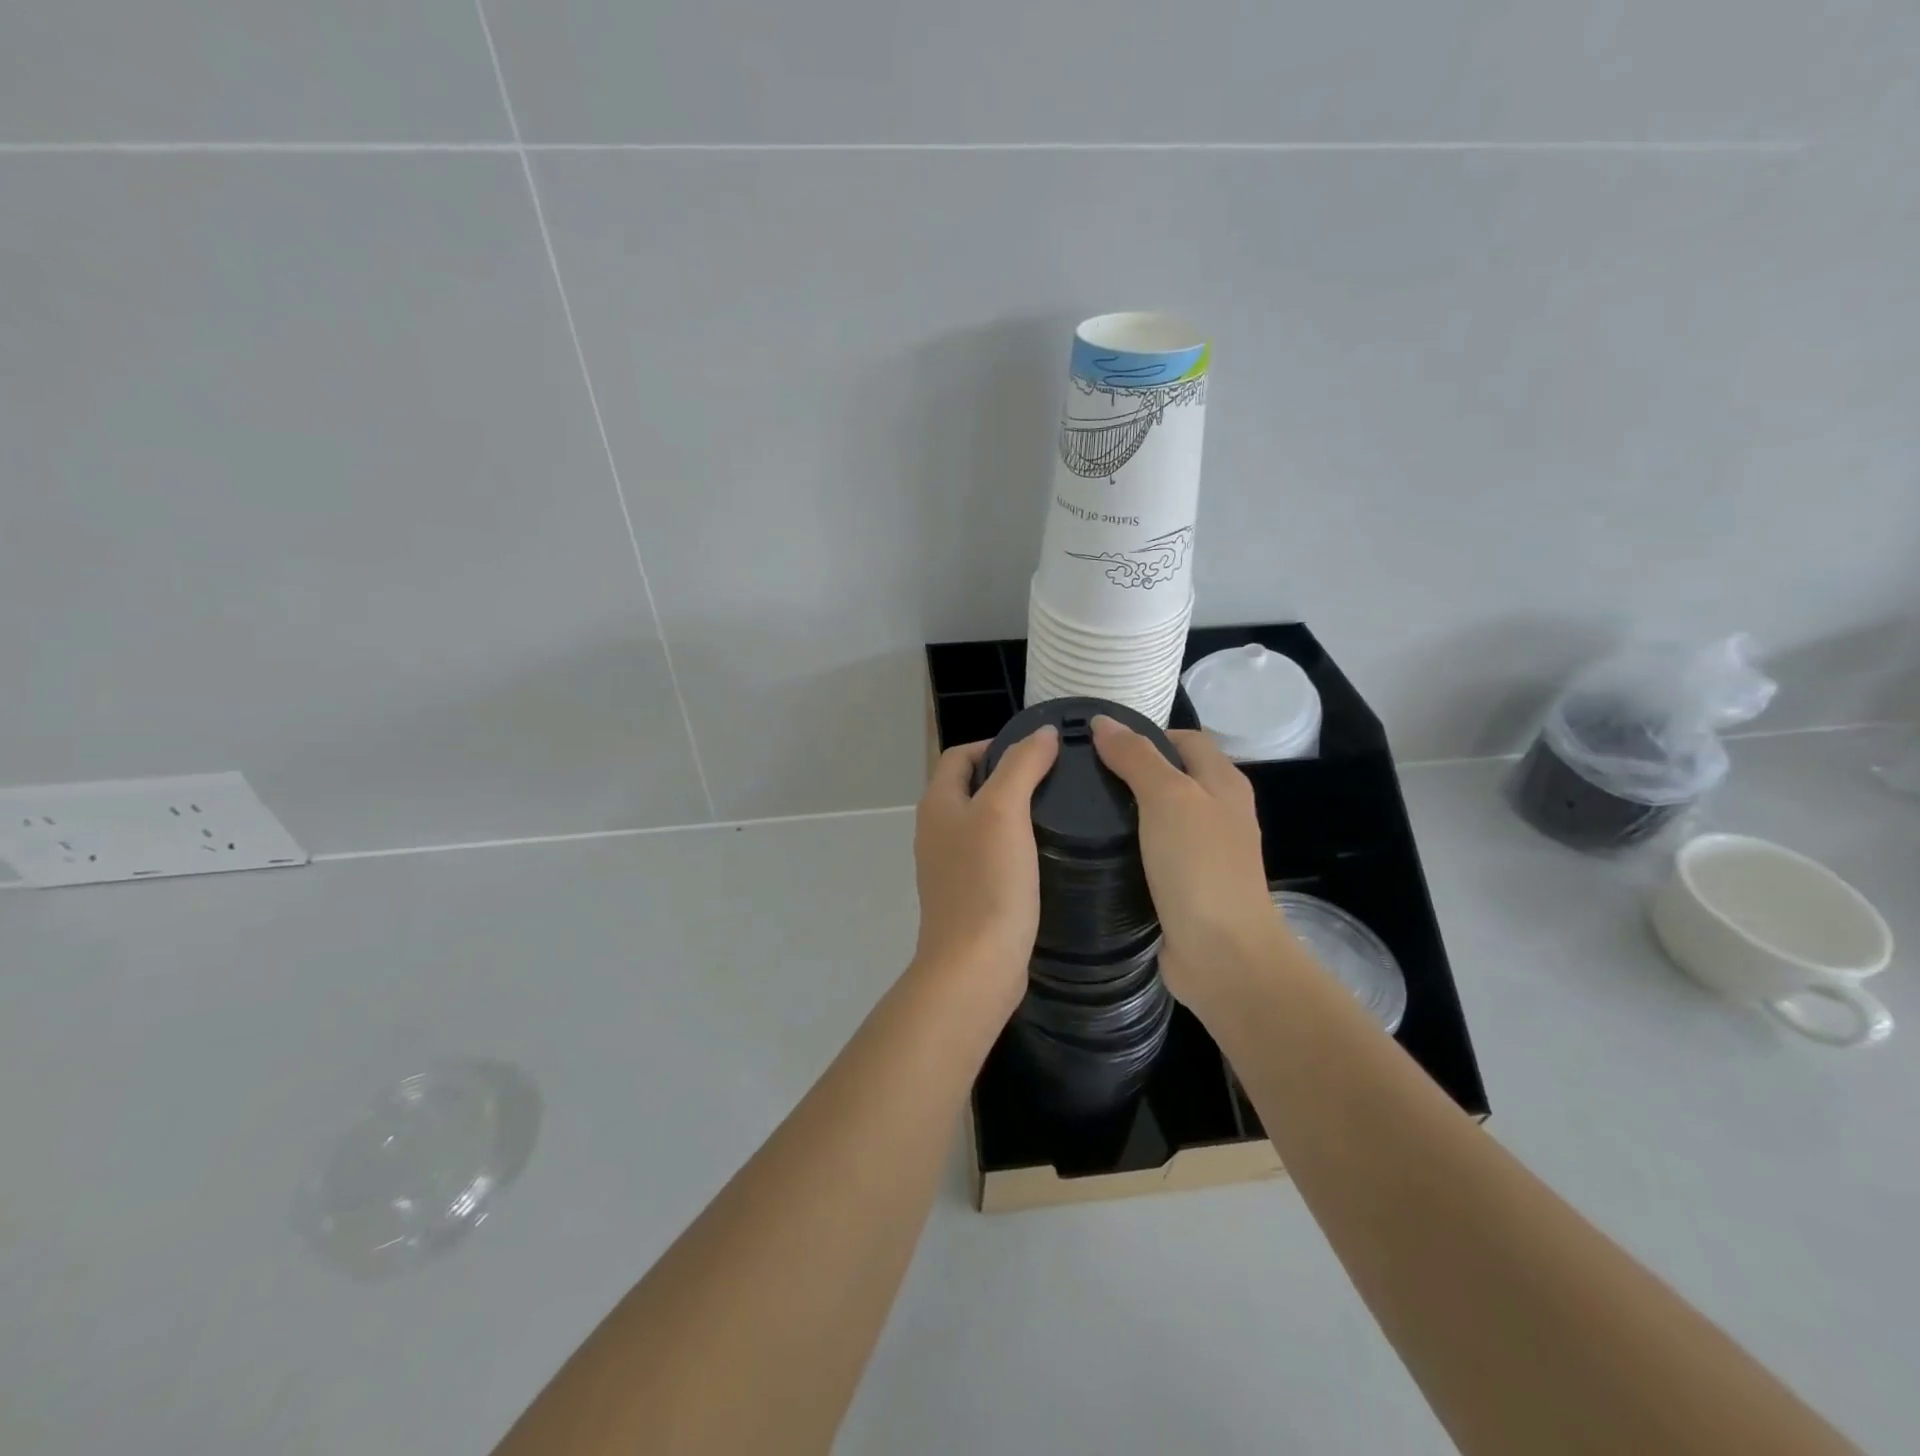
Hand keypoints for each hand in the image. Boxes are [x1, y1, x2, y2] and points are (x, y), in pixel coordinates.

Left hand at [912, 727, 1060, 1009]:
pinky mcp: (968, 894)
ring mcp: (949, 866)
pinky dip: (1015, 846)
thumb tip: (1041, 732)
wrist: (975, 967)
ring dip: (1014, 812)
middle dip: (1009, 776)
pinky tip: (1045, 854)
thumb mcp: (1005, 811)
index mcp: (937, 804)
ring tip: (1058, 811)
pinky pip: (991, 856)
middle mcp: (936, 830)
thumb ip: (1022, 765)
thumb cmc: (987, 882)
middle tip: (1056, 779)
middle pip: (971, 787)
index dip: (996, 744)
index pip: (960, 755)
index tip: (1040, 750)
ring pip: (982, 822)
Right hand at [1090, 716, 1283, 1005]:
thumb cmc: (1199, 866)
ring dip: (1126, 811)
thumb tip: (1103, 722)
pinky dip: (1128, 846)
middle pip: (1171, 776)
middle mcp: (1218, 812)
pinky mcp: (1185, 886)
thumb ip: (1136, 758)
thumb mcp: (1167, 798)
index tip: (1096, 743)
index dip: (1145, 734)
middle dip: (1129, 772)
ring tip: (1078, 810)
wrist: (1223, 955)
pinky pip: (1152, 852)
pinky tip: (1096, 850)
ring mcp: (1204, 853)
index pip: (1184, 739)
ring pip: (1159, 817)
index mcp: (1223, 783)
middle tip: (1079, 776)